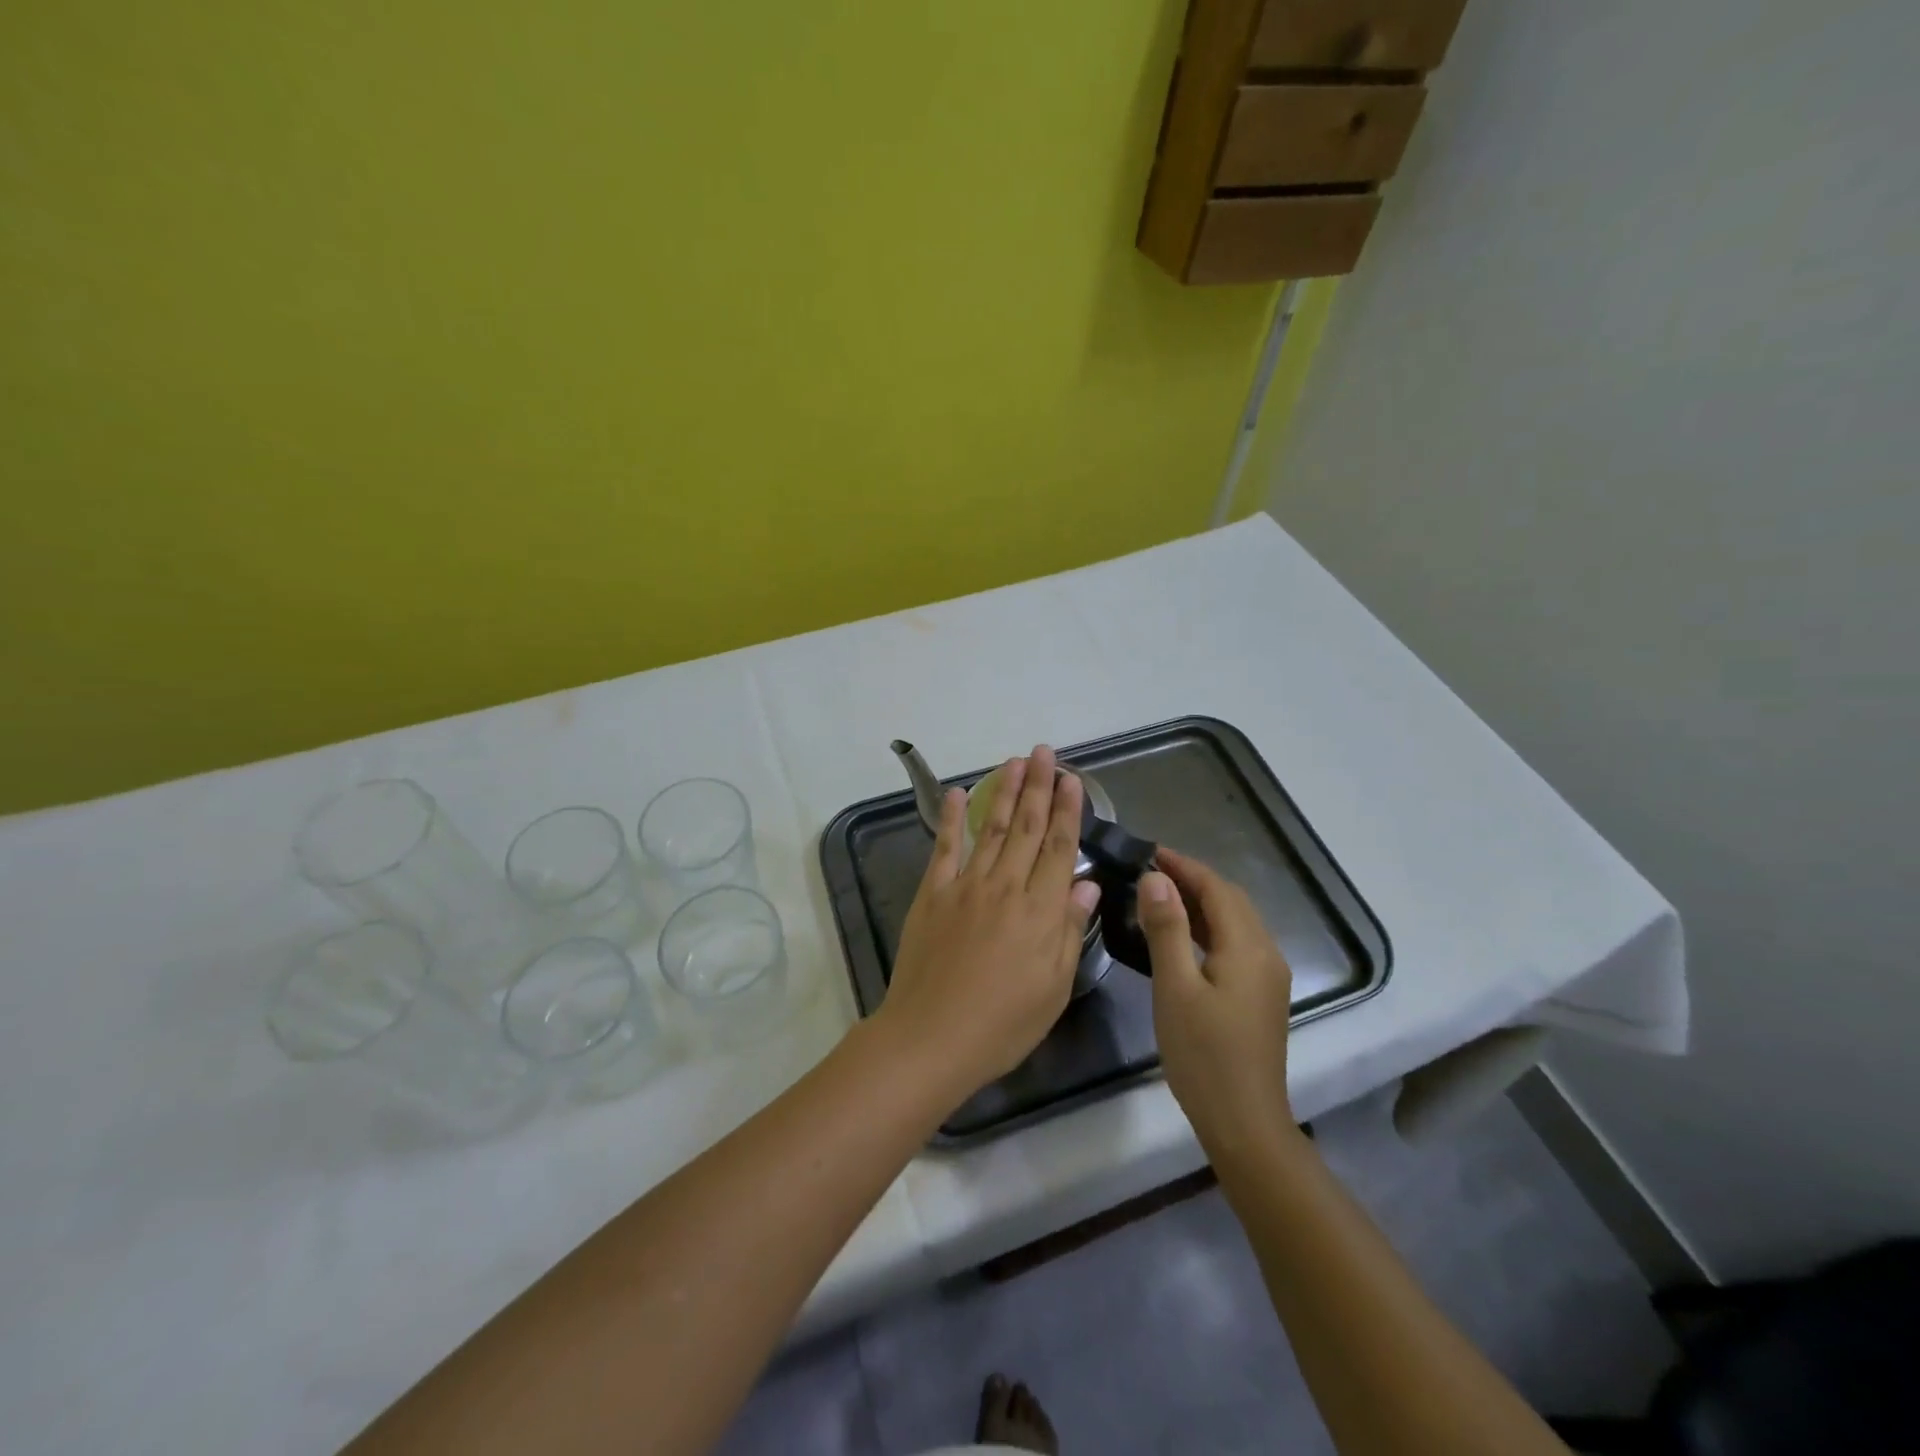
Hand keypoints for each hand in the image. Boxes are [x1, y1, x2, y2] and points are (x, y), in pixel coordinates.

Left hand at [876, 745, 1101, 1099]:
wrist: (932, 1037)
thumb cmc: (1003, 1023)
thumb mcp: (1053, 987)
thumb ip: (1069, 931)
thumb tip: (1088, 886)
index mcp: (1040, 911)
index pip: (1059, 848)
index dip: (1067, 811)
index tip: (1073, 780)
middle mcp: (1006, 887)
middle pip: (1026, 827)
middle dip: (1038, 786)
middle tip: (1044, 752)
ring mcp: (966, 886)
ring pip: (990, 828)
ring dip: (1003, 792)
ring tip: (1013, 761)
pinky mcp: (933, 893)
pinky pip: (944, 848)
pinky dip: (950, 817)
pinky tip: (958, 792)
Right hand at [1139, 848, 1296, 1158]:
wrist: (1244, 1123)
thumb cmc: (1203, 1054)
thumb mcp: (1175, 987)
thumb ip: (1167, 928)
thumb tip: (1156, 879)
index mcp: (1248, 947)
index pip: (1217, 888)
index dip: (1184, 865)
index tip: (1149, 850)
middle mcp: (1266, 954)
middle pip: (1231, 901)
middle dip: (1193, 879)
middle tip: (1149, 870)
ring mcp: (1268, 977)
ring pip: (1235, 922)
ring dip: (1201, 903)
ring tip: (1159, 895)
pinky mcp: (1261, 996)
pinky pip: (1236, 944)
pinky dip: (1208, 928)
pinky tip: (1182, 937)